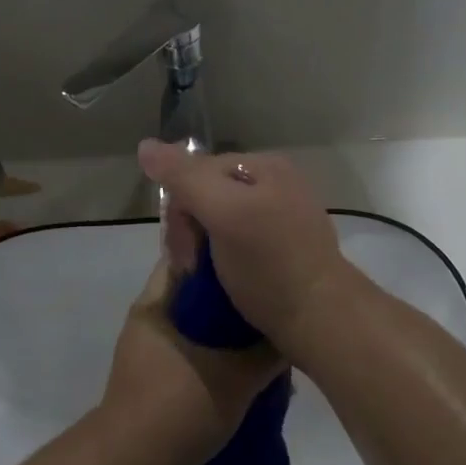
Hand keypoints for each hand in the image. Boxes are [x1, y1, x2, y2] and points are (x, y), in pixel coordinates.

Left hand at [97, 261, 283, 464]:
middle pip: (195, 295)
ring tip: (264, 341)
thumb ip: (268, 353)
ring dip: (225, 335)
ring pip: (194, 328)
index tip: (256, 260)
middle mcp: (148, 320)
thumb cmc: (179, 406)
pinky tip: (245, 374)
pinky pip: (189, 356)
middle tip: (268, 303)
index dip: (222, 255)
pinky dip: (215, 359)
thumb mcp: (236, 378)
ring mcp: (146, 352)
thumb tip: (292, 332)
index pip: (188, 257)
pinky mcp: (151, 381)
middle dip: (231, 301)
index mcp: (156, 304)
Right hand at [136, 141, 356, 353]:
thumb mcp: (222, 213)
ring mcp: (283, 215)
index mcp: (264, 165)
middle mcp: (276, 182)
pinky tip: (227, 278)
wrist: (321, 319)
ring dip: (203, 246)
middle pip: (208, 195)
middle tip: (190, 268)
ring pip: (221, 220)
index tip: (180, 253)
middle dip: (190, 229)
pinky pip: (240, 240)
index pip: (196, 172)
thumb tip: (144, 146)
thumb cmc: (269, 263)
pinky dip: (225, 257)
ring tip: (204, 276)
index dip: (179, 209)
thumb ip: (183, 178)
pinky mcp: (287, 247)